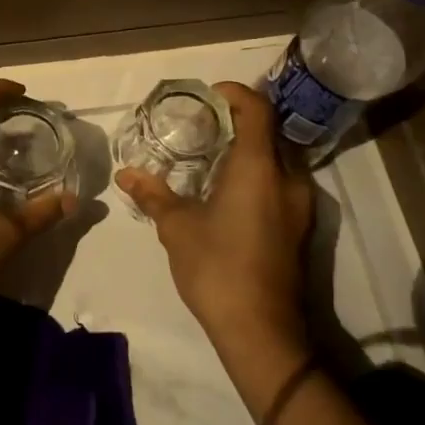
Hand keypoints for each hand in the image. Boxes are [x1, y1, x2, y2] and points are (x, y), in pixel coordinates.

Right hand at [116, 82, 313, 363]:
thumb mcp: (177, 227)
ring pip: (278, 158)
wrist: (262, 331)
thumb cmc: (217, 268)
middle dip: (238, 120)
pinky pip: (281, 182)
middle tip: (202, 124)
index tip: (206, 96)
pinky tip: (227, 191)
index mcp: (260, 168)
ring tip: (211, 155)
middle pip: (270, 130)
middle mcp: (288, 178)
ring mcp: (299, 205)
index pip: (257, 108)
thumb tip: (125, 174)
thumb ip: (153, 194)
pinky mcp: (299, 227)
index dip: (234, 93)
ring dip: (248, 149)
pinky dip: (257, 173)